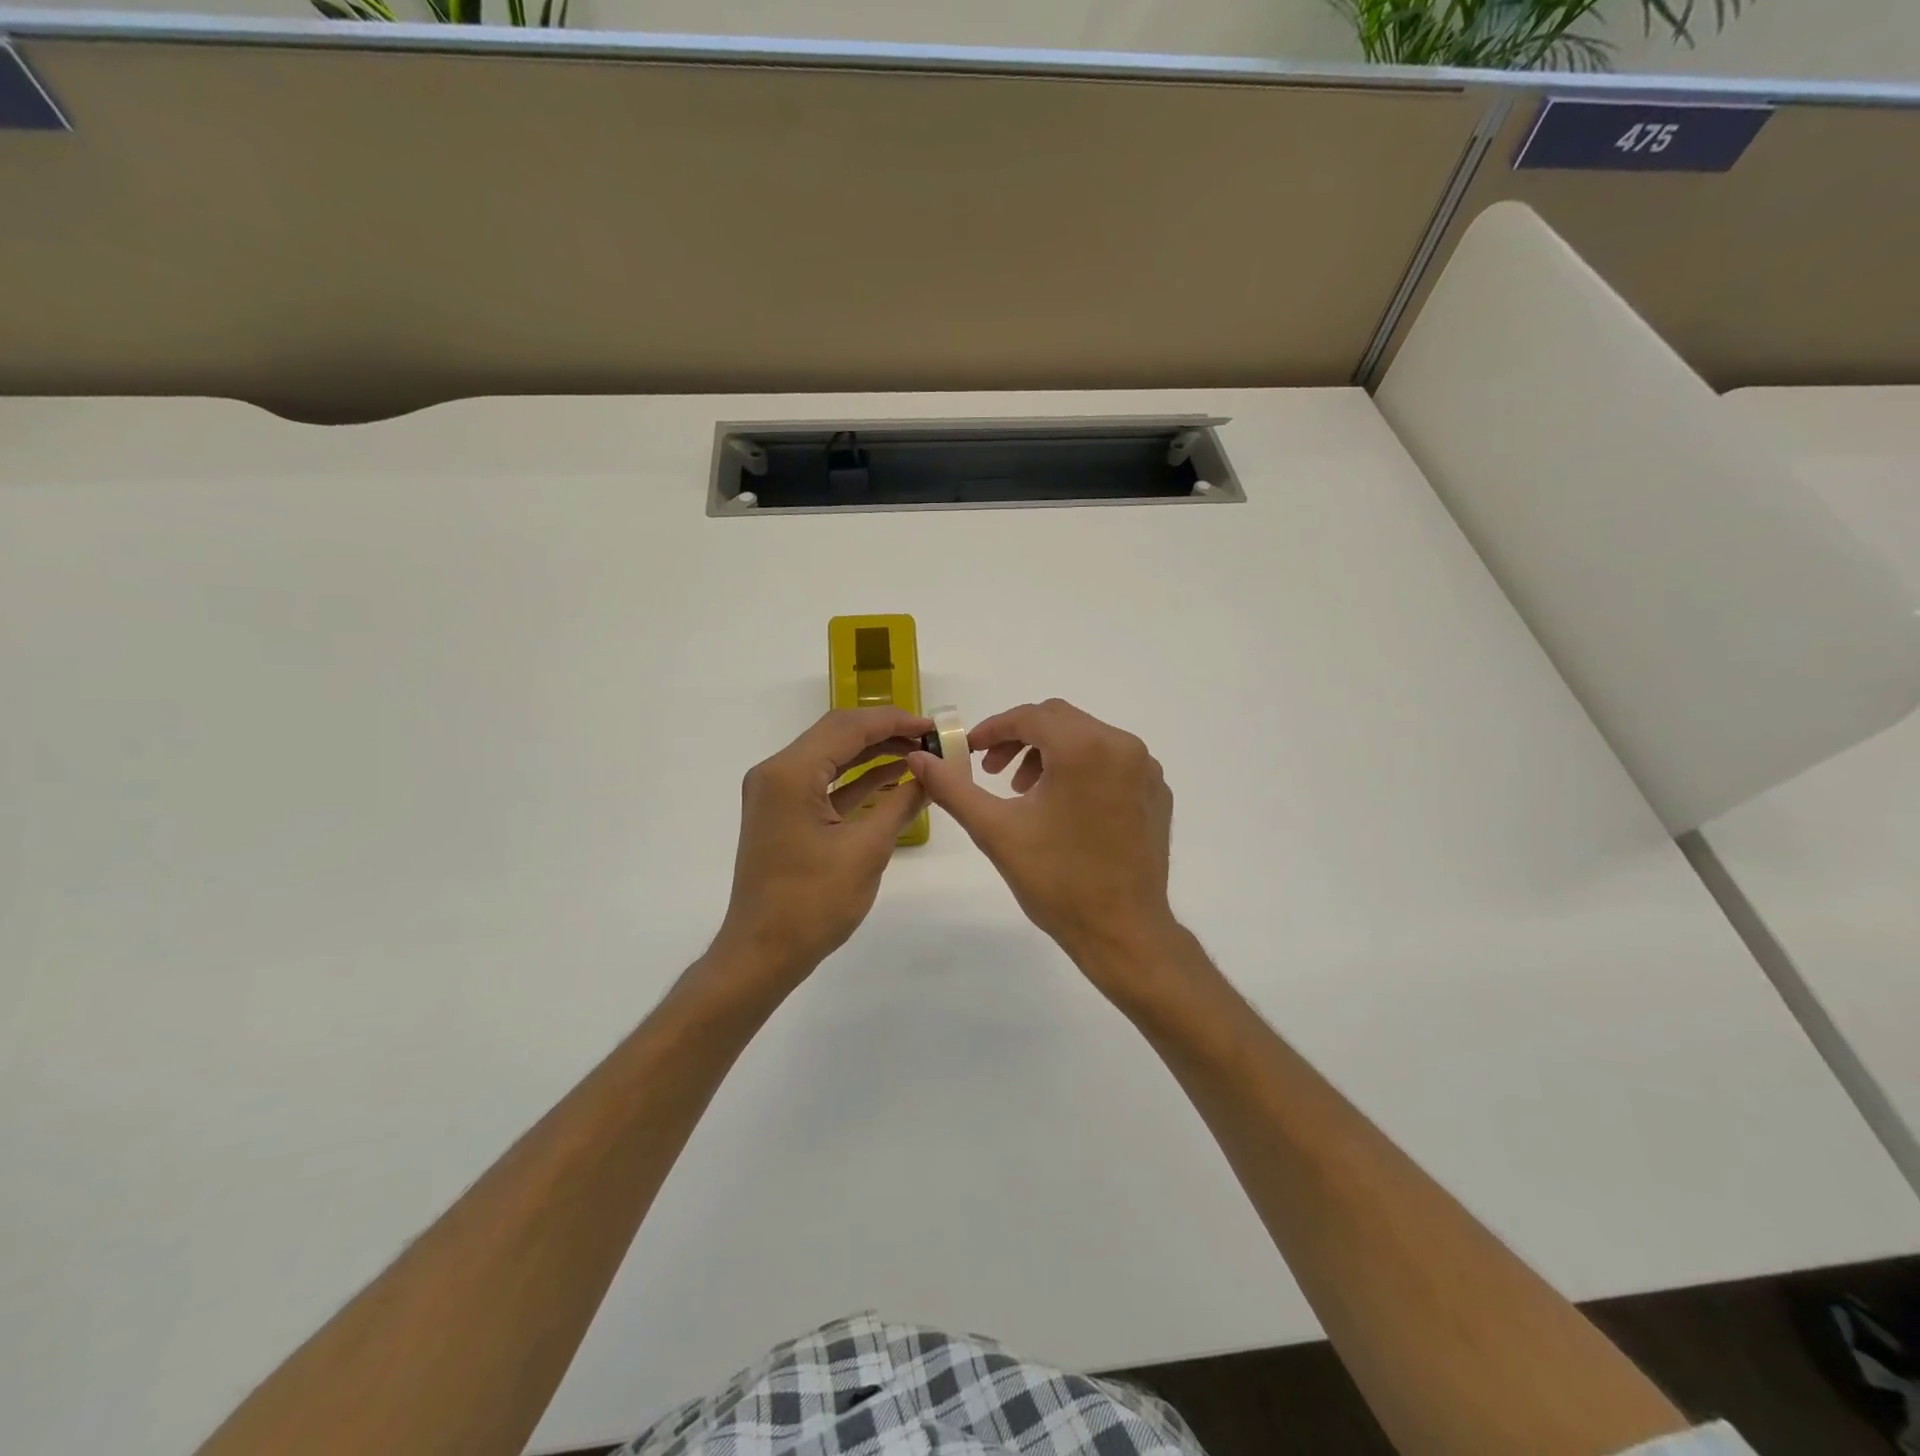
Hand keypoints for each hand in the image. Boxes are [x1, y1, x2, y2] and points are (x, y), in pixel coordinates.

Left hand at [713, 707, 930, 985]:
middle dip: (885, 732)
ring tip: (919, 754)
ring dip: (873, 753)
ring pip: (832, 756)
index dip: (894, 722)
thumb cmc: (813, 903)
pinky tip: (893, 777)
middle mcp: (777, 772)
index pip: (848, 727)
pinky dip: (858, 779)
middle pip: (837, 734)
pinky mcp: (784, 813)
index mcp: (790, 773)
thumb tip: (933, 774)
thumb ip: (902, 803)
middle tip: (929, 738)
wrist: (763, 952)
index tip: (933, 726)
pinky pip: (825, 783)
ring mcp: (777, 793)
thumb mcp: (867, 850)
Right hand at [907, 699, 1180, 989]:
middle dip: (1020, 740)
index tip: (969, 752)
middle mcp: (1122, 746)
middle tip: (994, 773)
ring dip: (1049, 754)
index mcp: (1085, 748)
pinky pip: (1112, 761)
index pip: (1029, 717)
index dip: (993, 730)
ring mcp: (1145, 769)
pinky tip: (1065, 808)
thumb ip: (952, 787)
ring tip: (1026, 793)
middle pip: (1059, 720)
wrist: (1122, 932)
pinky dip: (1081, 769)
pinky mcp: (1156, 791)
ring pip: (1086, 738)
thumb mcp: (995, 830)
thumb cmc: (1057, 881)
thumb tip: (918, 757)